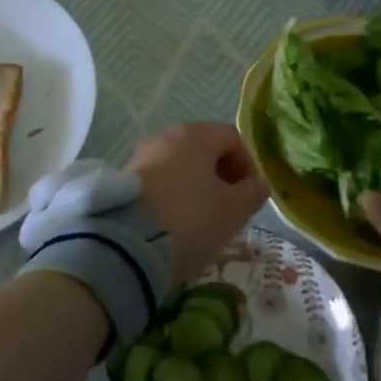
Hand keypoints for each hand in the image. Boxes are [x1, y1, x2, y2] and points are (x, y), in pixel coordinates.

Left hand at [129, 122, 266, 285]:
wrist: (128, 245)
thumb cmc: (191, 219)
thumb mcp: (234, 210)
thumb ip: (253, 193)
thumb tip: (256, 185)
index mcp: (193, 135)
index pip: (230, 137)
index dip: (247, 164)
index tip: (250, 194)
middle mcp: (164, 137)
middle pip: (203, 149)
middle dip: (221, 177)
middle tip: (229, 209)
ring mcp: (140, 157)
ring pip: (179, 166)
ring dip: (196, 188)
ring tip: (203, 221)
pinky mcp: (124, 181)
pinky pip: (159, 182)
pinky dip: (173, 197)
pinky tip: (176, 225)